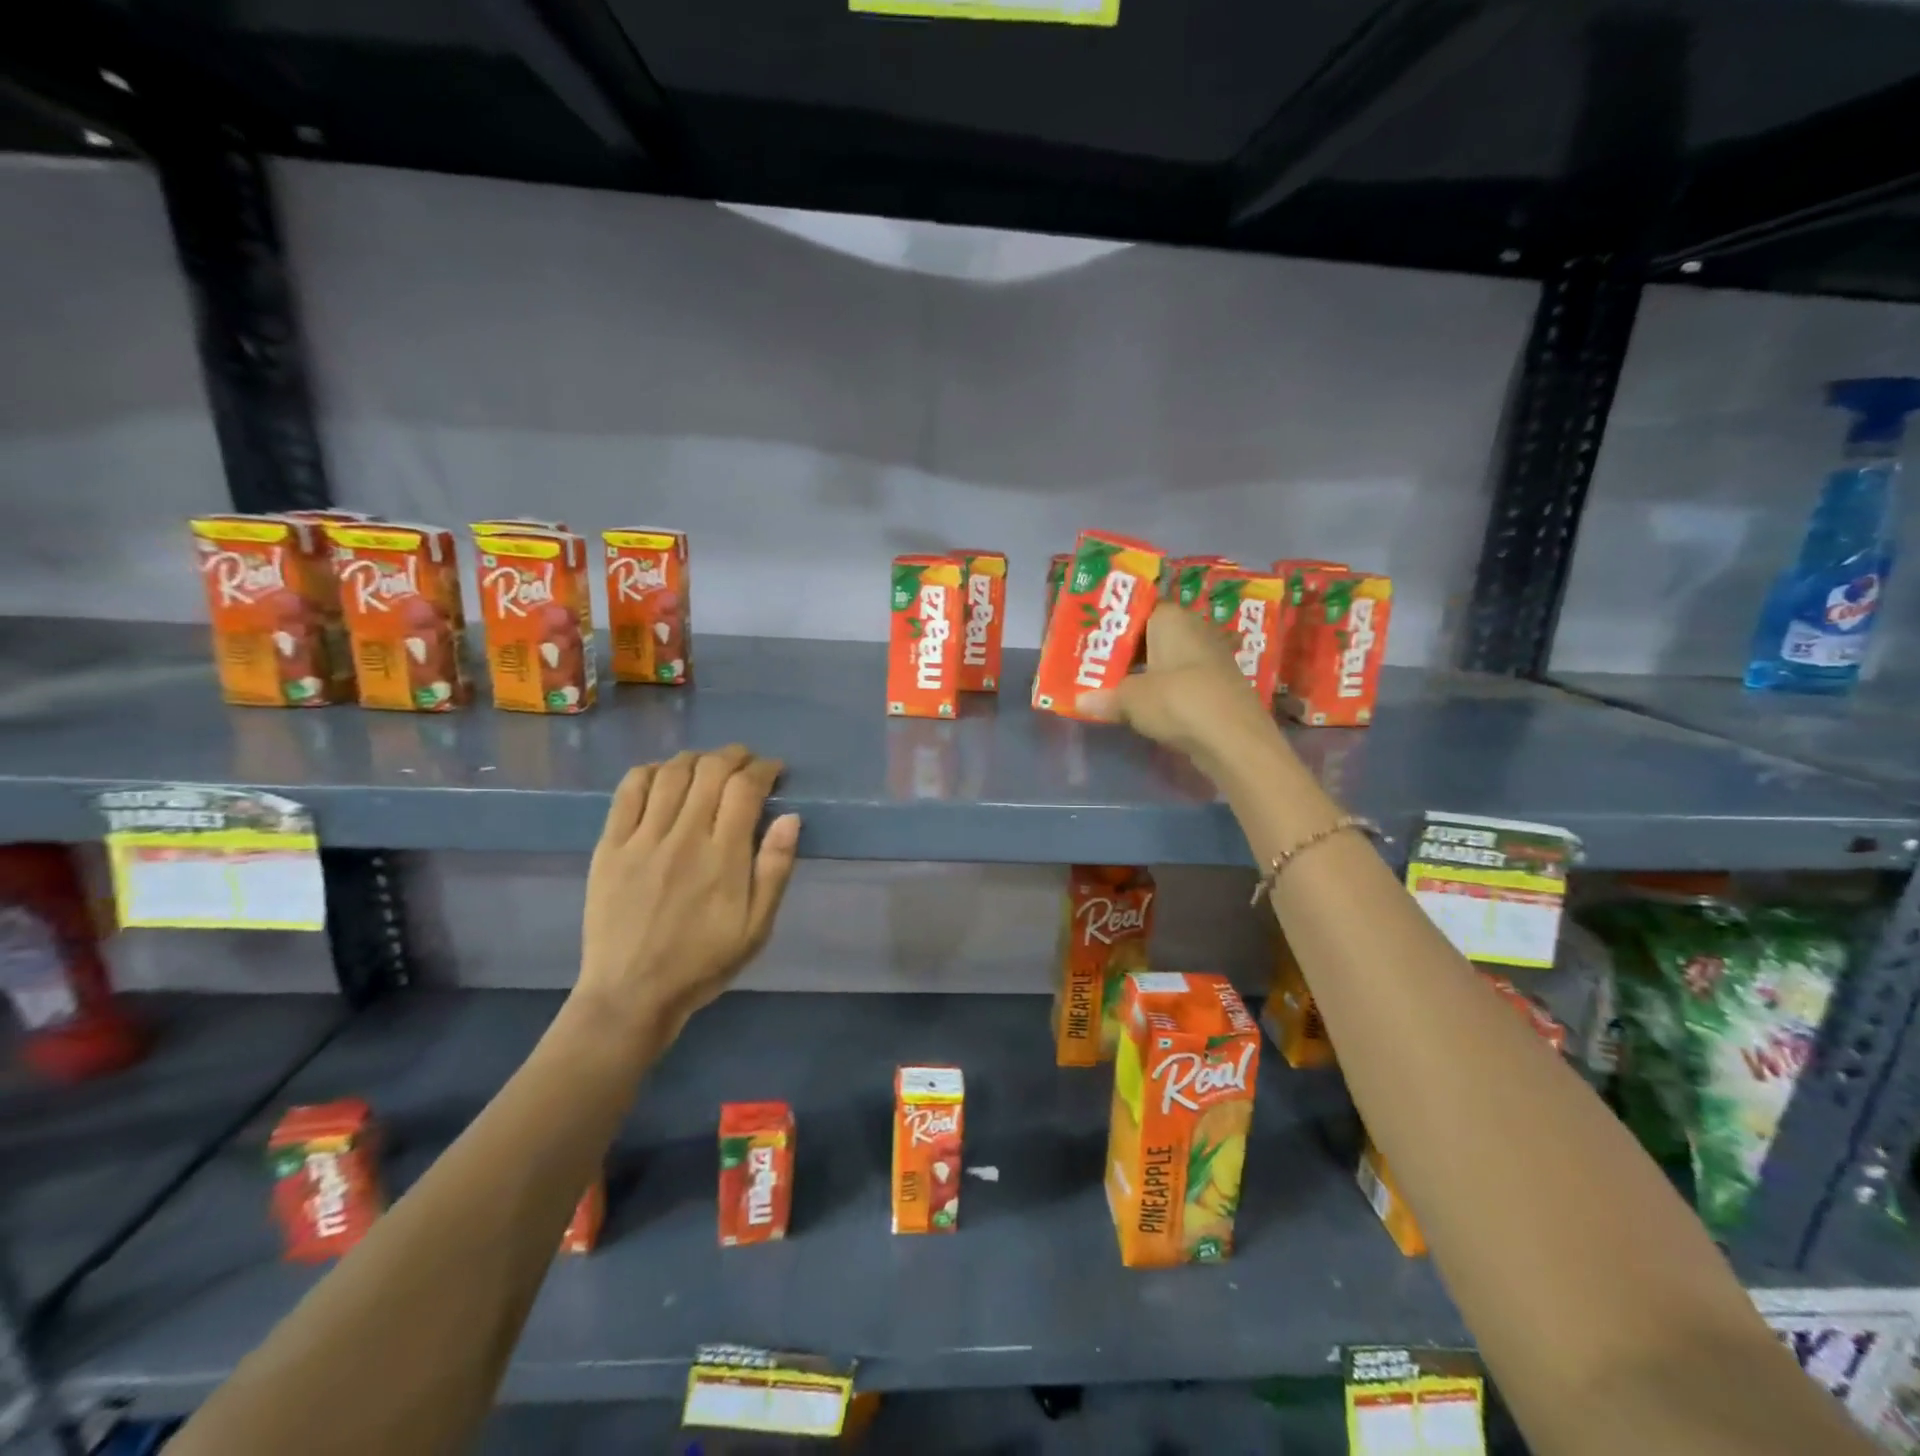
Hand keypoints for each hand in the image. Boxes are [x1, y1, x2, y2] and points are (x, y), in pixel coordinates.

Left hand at [576, 746, 800, 1045]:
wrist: (631, 994)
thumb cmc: (703, 963)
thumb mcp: (757, 928)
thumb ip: (775, 870)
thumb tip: (790, 817)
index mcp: (724, 858)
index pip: (745, 789)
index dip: (763, 769)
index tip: (773, 770)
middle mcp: (684, 837)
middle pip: (710, 770)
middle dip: (734, 756)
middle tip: (745, 762)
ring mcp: (642, 840)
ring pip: (671, 774)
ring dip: (696, 758)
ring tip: (708, 765)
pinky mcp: (610, 847)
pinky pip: (628, 792)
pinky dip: (650, 772)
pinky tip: (663, 775)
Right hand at [1076, 602, 1279, 770]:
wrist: (1234, 739)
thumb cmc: (1177, 701)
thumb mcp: (1130, 699)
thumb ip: (1105, 696)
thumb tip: (1080, 701)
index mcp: (1172, 618)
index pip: (1139, 610)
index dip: (1115, 627)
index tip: (1094, 643)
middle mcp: (1195, 629)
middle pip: (1153, 636)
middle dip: (1129, 652)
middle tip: (1098, 668)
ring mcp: (1212, 658)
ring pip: (1170, 660)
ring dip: (1147, 674)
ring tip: (1116, 689)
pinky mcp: (1221, 687)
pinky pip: (1184, 682)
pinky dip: (1167, 691)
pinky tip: (1149, 708)